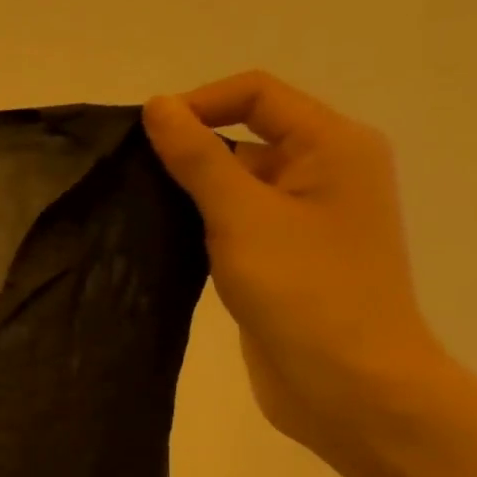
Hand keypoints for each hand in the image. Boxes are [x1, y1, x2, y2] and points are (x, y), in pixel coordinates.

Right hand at [142, 70, 451, 457]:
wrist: (345, 382)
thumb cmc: (303, 289)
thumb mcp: (242, 215)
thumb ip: (198, 158)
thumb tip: (158, 106)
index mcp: (333, 146)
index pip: (257, 94)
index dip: (197, 104)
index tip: (142, 140)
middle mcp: (325, 171)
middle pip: (246, 134)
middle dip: (189, 149)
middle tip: (132, 180)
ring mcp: (305, 217)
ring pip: (235, 181)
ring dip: (190, 190)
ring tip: (140, 211)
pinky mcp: (282, 256)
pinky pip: (235, 220)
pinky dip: (199, 223)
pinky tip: (164, 241)